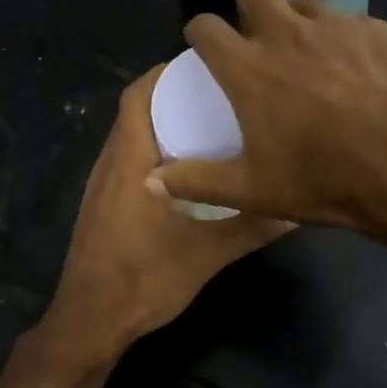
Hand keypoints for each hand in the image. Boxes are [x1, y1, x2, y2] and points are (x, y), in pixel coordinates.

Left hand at [33, 64, 290, 367]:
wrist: (90, 321)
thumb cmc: (144, 278)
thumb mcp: (207, 253)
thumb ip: (251, 227)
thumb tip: (296, 208)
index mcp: (130, 160)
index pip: (137, 96)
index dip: (164, 73)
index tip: (203, 66)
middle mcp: (110, 163)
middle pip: (135, 111)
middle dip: (171, 96)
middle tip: (216, 93)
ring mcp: (101, 186)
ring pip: (130, 138)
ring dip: (162, 124)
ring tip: (207, 123)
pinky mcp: (101, 206)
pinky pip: (127, 161)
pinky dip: (153, 151)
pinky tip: (186, 170)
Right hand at [150, 0, 386, 236]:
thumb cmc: (322, 179)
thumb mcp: (251, 190)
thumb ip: (196, 181)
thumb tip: (150, 182)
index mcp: (249, 67)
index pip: (205, 26)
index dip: (199, 34)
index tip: (205, 49)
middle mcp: (287, 34)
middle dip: (247, 6)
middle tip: (258, 40)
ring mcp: (336, 27)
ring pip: (304, 2)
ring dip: (297, 21)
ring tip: (310, 56)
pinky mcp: (377, 31)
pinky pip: (350, 24)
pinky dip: (344, 41)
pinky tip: (357, 73)